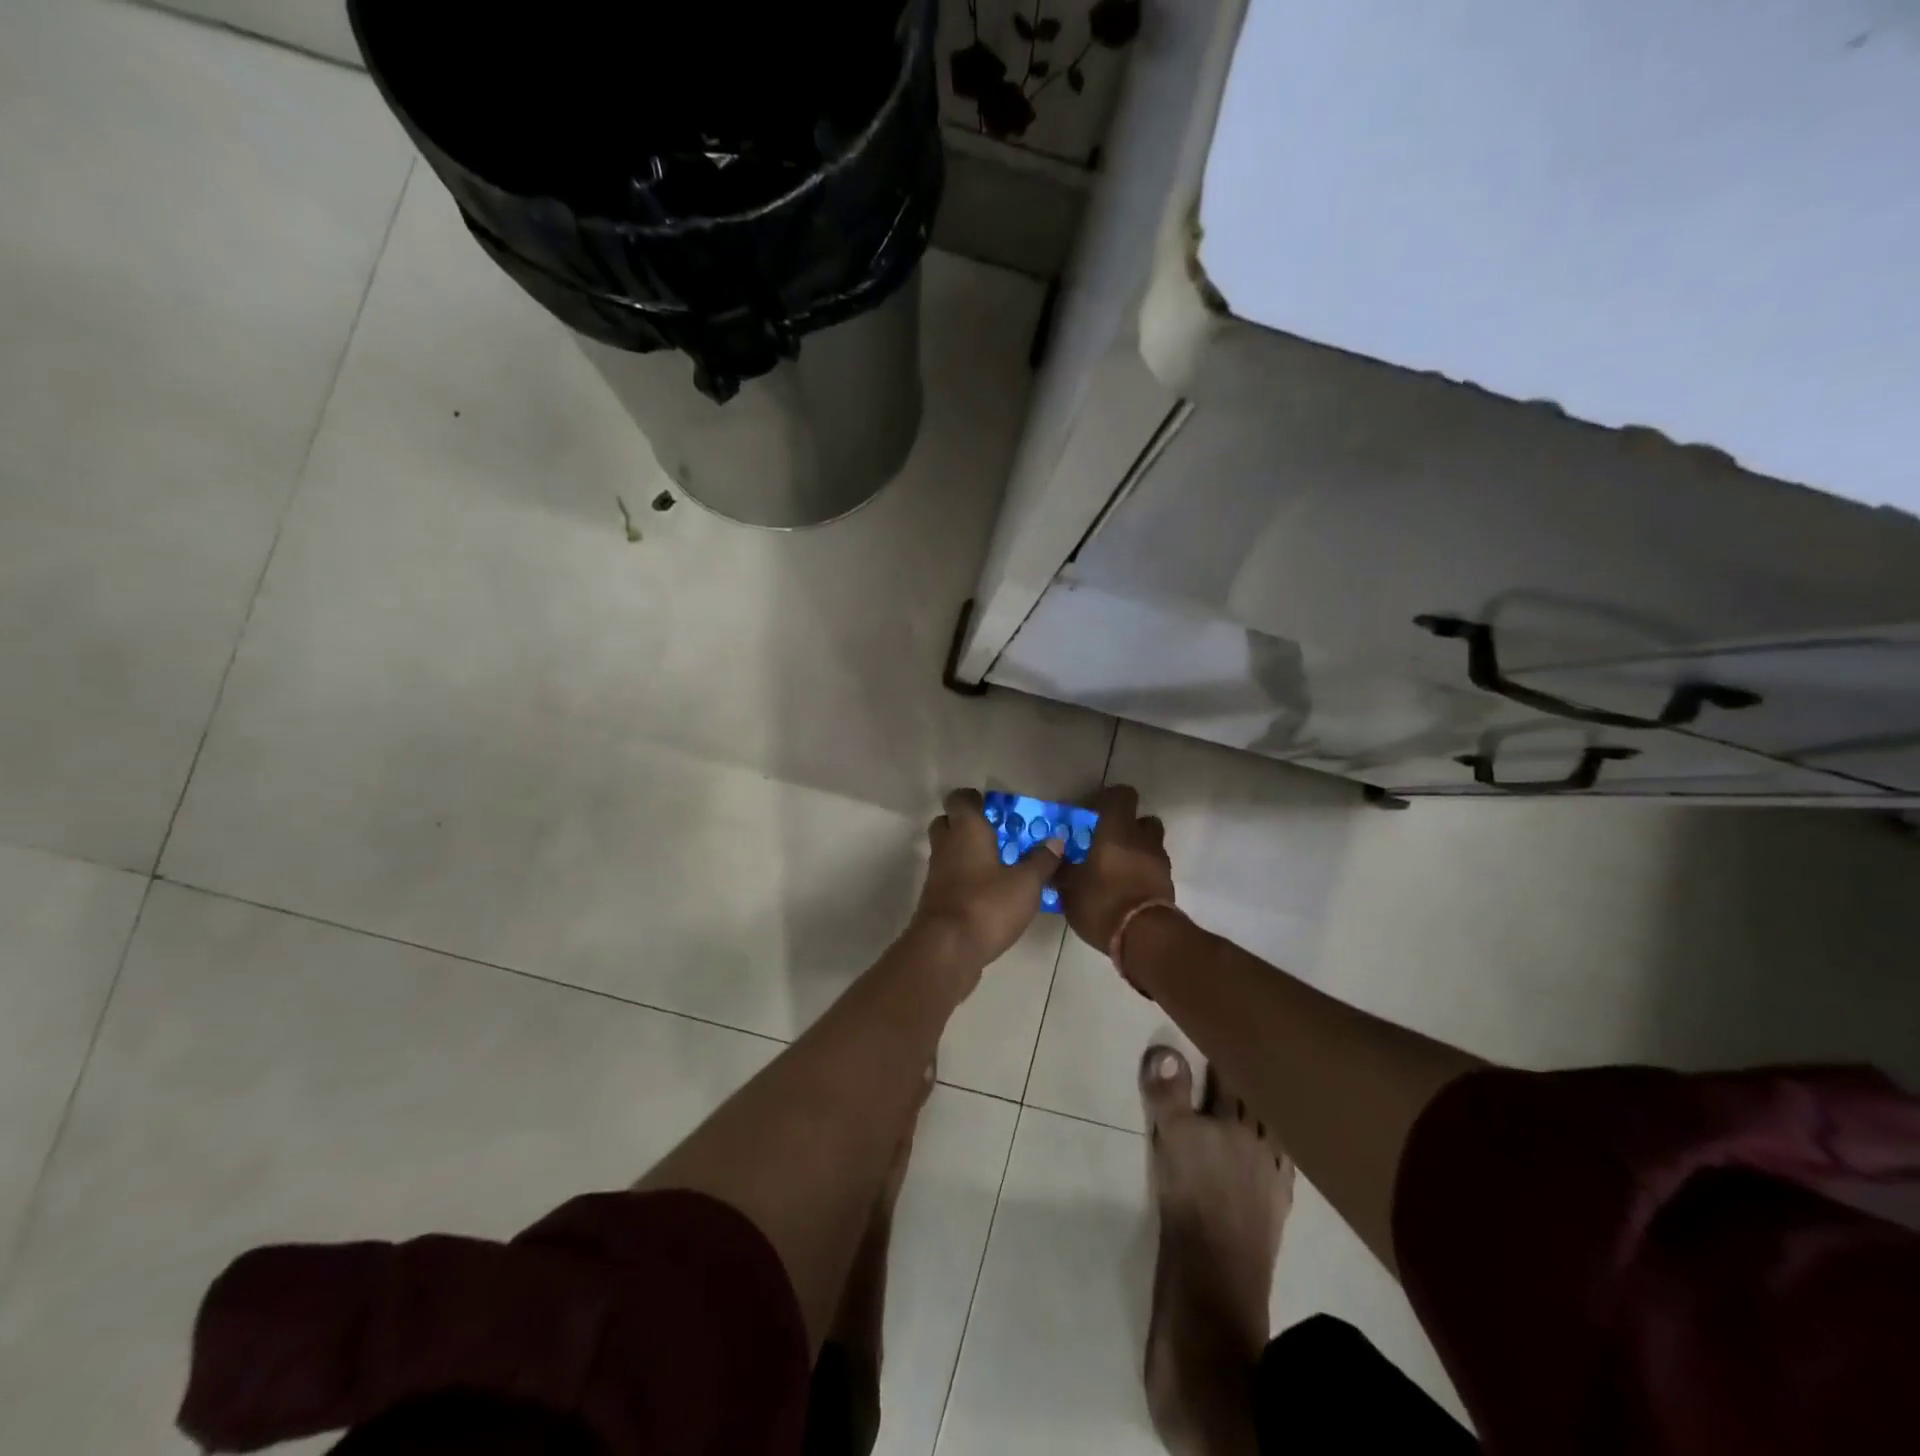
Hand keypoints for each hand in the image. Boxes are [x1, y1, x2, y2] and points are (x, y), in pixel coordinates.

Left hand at [910, 788, 1063, 972]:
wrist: (946, 950)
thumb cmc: (987, 905)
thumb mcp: (1026, 884)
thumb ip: (1041, 861)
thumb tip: (1056, 841)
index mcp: (966, 830)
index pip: (960, 799)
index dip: (974, 799)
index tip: (995, 807)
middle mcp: (946, 846)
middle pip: (947, 823)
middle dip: (967, 825)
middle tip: (996, 834)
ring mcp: (936, 874)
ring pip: (947, 852)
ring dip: (966, 854)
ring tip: (998, 865)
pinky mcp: (935, 900)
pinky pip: (949, 878)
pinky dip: (964, 879)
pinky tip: (988, 892)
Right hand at [1056, 785, 1175, 950]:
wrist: (1144, 938)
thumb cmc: (1102, 902)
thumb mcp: (1069, 888)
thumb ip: (1062, 869)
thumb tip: (1055, 858)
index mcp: (1118, 830)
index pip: (1122, 795)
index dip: (1108, 798)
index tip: (1093, 810)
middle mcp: (1143, 840)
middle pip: (1143, 820)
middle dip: (1128, 826)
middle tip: (1107, 841)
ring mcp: (1159, 862)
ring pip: (1151, 845)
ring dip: (1136, 851)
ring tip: (1115, 869)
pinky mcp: (1167, 885)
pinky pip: (1153, 869)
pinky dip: (1141, 873)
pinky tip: (1124, 889)